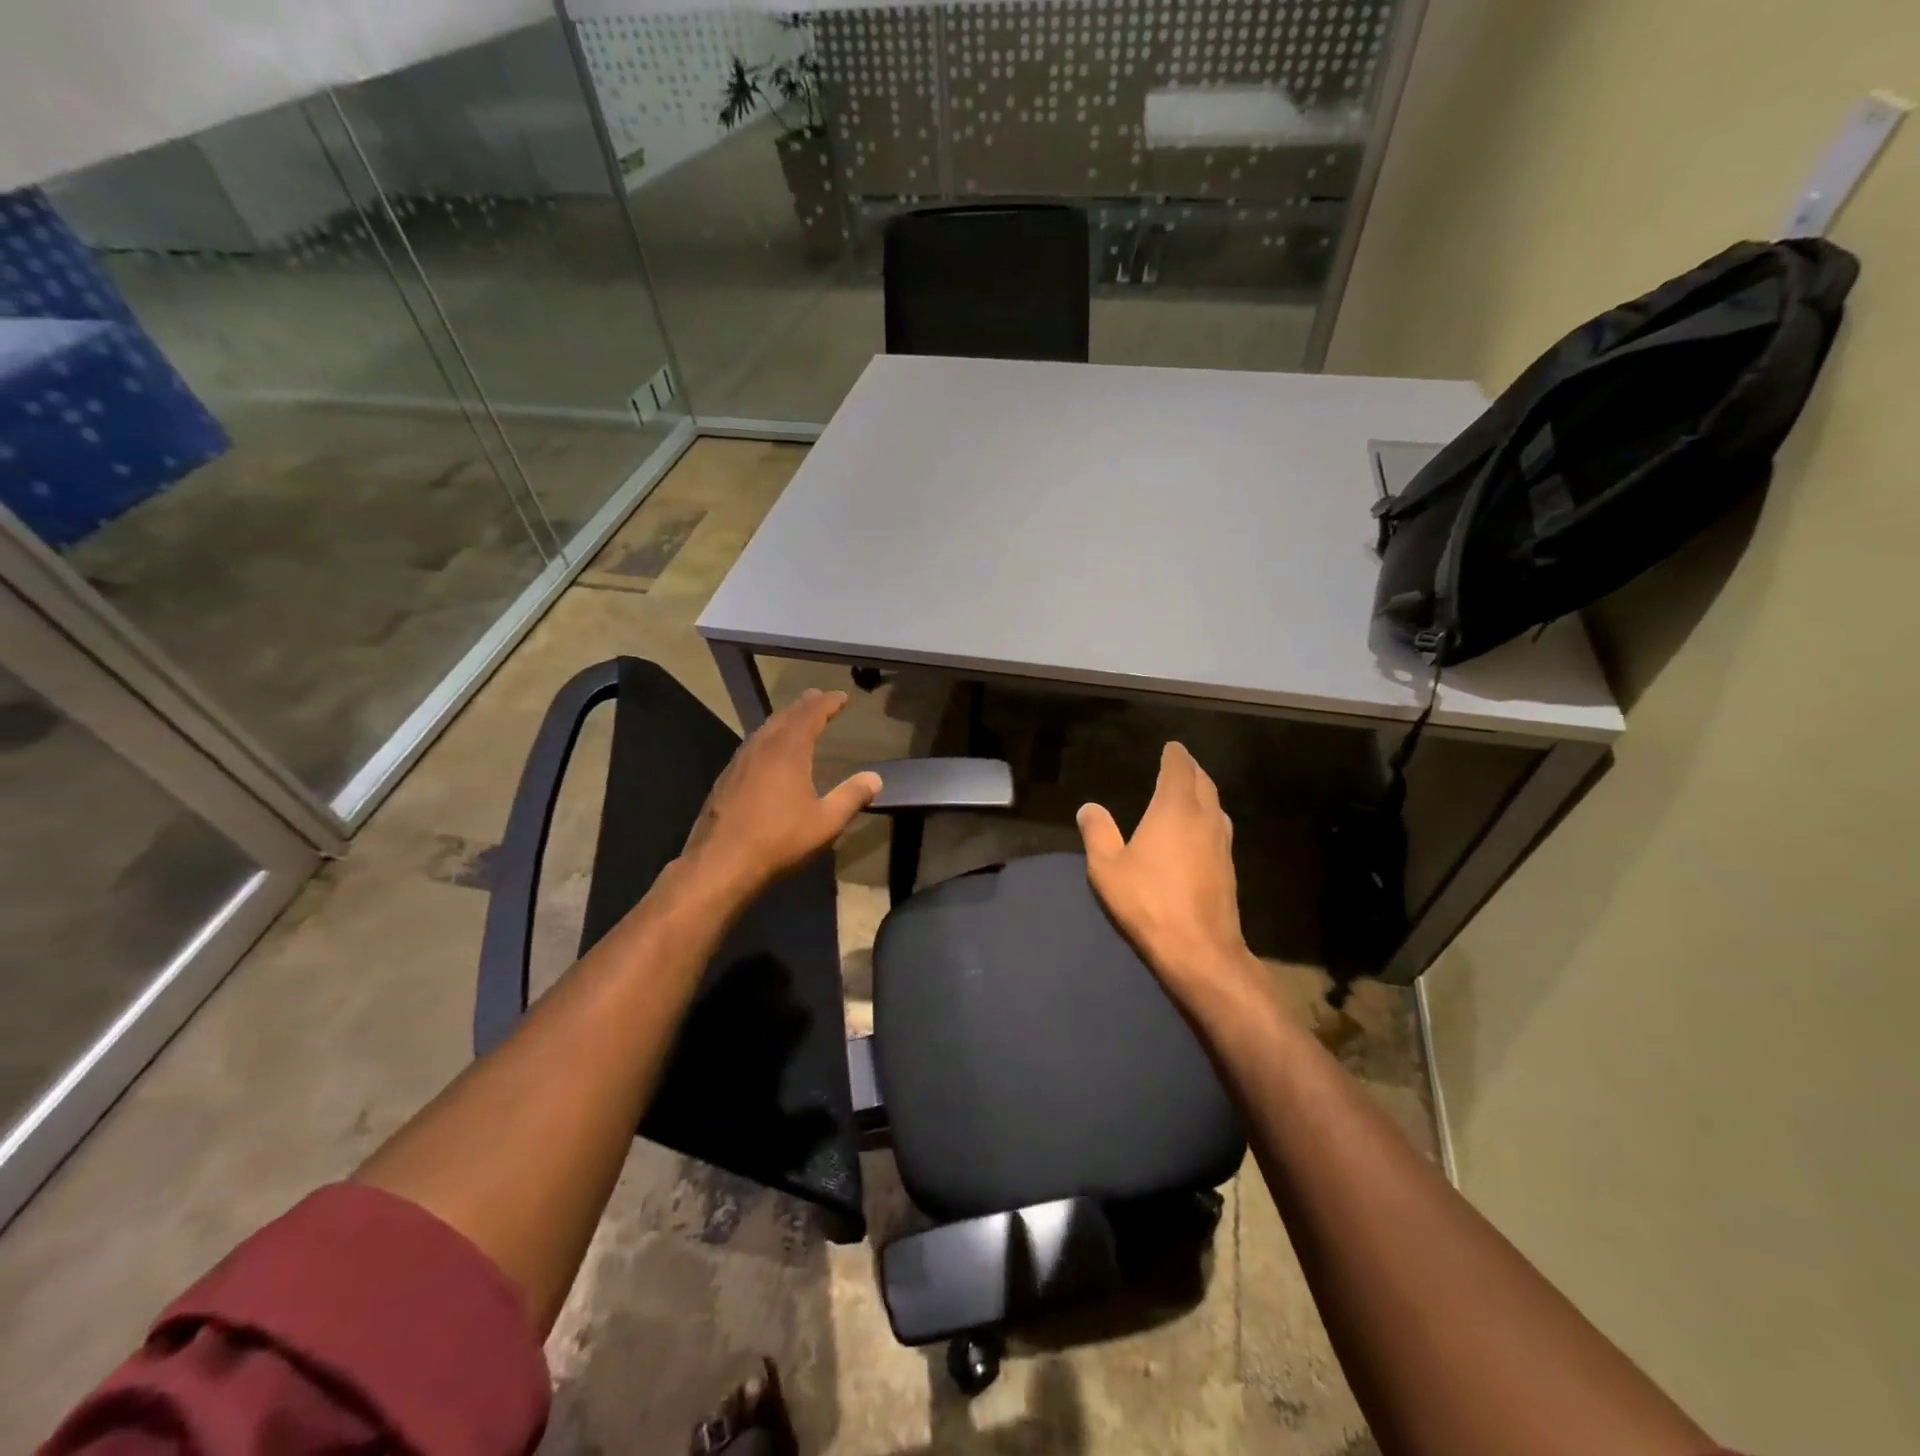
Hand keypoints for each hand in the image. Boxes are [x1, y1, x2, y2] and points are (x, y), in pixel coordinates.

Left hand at [682, 689, 881, 897]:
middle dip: (804, 706)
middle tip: (818, 698)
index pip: (811, 714)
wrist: (720, 864)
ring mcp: (739, 763)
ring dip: (784, 720)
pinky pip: (752, 747)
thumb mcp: (826, 822)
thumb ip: (852, 796)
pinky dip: (768, 739)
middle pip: (785, 716)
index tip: (841, 696)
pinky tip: (768, 754)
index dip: (828, 703)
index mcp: (788, 750)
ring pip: (764, 730)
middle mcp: (762, 748)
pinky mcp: (726, 780)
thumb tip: (875, 778)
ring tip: (796, 720)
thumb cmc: (779, 840)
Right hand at [1077, 742, 1250, 998]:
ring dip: (1203, 792)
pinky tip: (1196, 830)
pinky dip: (1207, 816)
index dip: (1174, 755)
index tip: (1170, 747)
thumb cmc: (1148, 901)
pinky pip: (1218, 827)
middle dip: (1191, 769)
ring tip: (1188, 792)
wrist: (1199, 949)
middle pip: (1203, 782)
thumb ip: (1097, 832)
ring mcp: (1222, 842)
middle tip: (1178, 764)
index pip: (1179, 768)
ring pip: (1215, 805)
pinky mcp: (1229, 866)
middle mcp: (1204, 817)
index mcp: (1175, 808)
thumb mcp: (1107, 867)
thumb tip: (1089, 808)